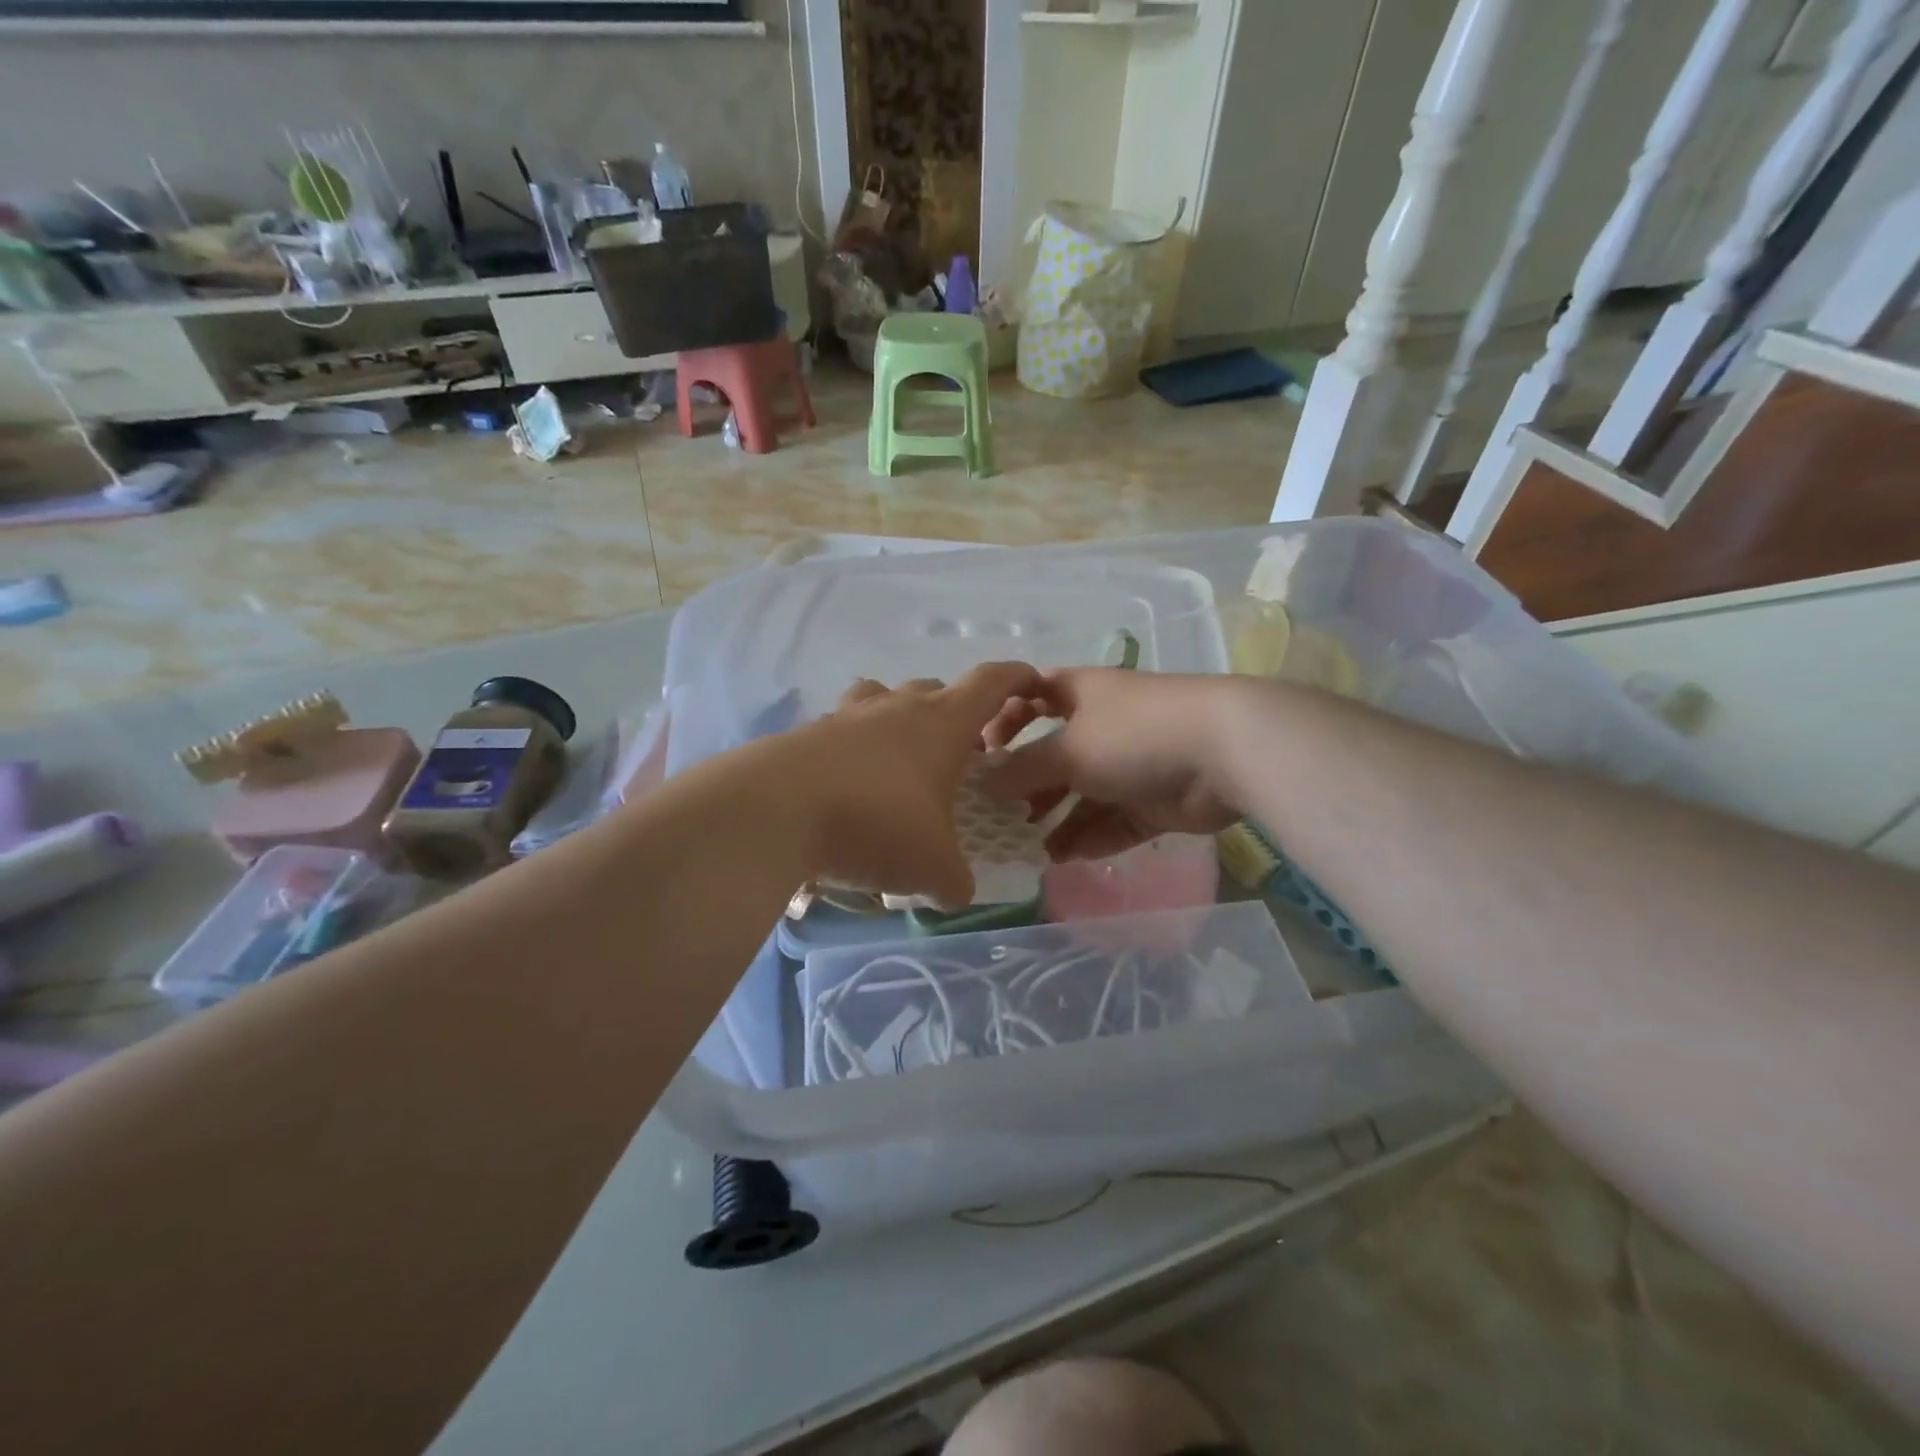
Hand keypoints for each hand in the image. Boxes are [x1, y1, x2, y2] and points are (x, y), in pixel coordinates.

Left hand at [788, 662, 1043, 910]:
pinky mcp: (805, 734)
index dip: (1015, 678)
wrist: (777, 812)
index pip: (990, 683)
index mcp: (941, 724)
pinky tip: (846, 788)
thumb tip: (956, 892)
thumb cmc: (877, 824)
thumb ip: (954, 881)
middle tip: (957, 755)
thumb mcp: (931, 868)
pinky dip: (851, 749)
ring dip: (897, 719)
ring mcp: (846, 716)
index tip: (1031, 682)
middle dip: (952, 715)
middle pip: (933, 690)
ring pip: (881, 697)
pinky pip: (839, 730)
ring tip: (897, 761)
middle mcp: (895, 708)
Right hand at [981, 669, 1245, 860]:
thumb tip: (985, 781)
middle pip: (1058, 754)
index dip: (1007, 717)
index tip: (984, 749)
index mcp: (1081, 695)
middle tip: (1003, 815)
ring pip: (1086, 794)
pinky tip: (1066, 858)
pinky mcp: (1156, 801)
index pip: (1034, 696)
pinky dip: (1092, 837)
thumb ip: (1023, 769)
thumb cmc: (1133, 734)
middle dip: (1031, 784)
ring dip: (1060, 820)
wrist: (1223, 753)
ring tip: (1032, 848)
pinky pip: (1115, 821)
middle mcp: (1105, 726)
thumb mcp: (1067, 749)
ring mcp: (1132, 765)